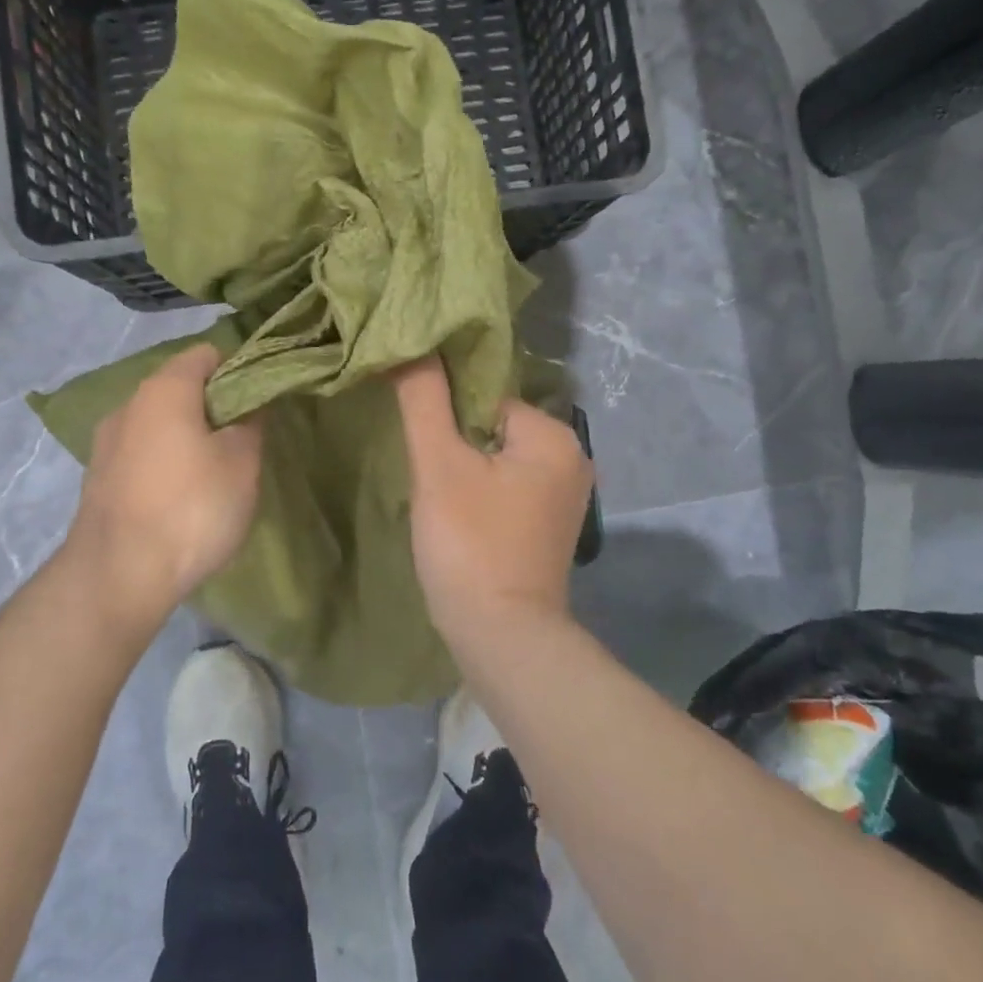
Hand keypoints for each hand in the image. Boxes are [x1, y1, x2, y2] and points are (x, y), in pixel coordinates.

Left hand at [61, 343, 262, 640]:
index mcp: (164, 389)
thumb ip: (251, 422)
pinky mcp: (99, 478)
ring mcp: (107, 442)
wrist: (117, 577)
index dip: (239, 369)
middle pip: (181, 387)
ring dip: (189, 436)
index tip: (261, 400)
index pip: (207, 354)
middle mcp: (129, 404)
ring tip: (216, 471)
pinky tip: (182, 496)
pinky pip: (143, 453)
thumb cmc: (191, 508)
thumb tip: (249, 405)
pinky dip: (166, 462)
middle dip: (215, 406)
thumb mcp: (242, 462)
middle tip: (245, 438)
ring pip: (160, 422)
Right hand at [394, 356, 593, 642]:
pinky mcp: (549, 526)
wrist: (502, 639)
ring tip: (436, 494)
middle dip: (455, 440)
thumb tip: (411, 342)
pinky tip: (457, 515)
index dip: (445, 411)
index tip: (418, 435)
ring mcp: (564, 497)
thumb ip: (424, 400)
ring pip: (498, 458)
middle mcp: (572, 459)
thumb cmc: (471, 545)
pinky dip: (481, 492)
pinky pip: (508, 488)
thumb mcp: (439, 466)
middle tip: (424, 470)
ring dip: (464, 468)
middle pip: (493, 425)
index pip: (486, 395)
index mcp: (554, 436)